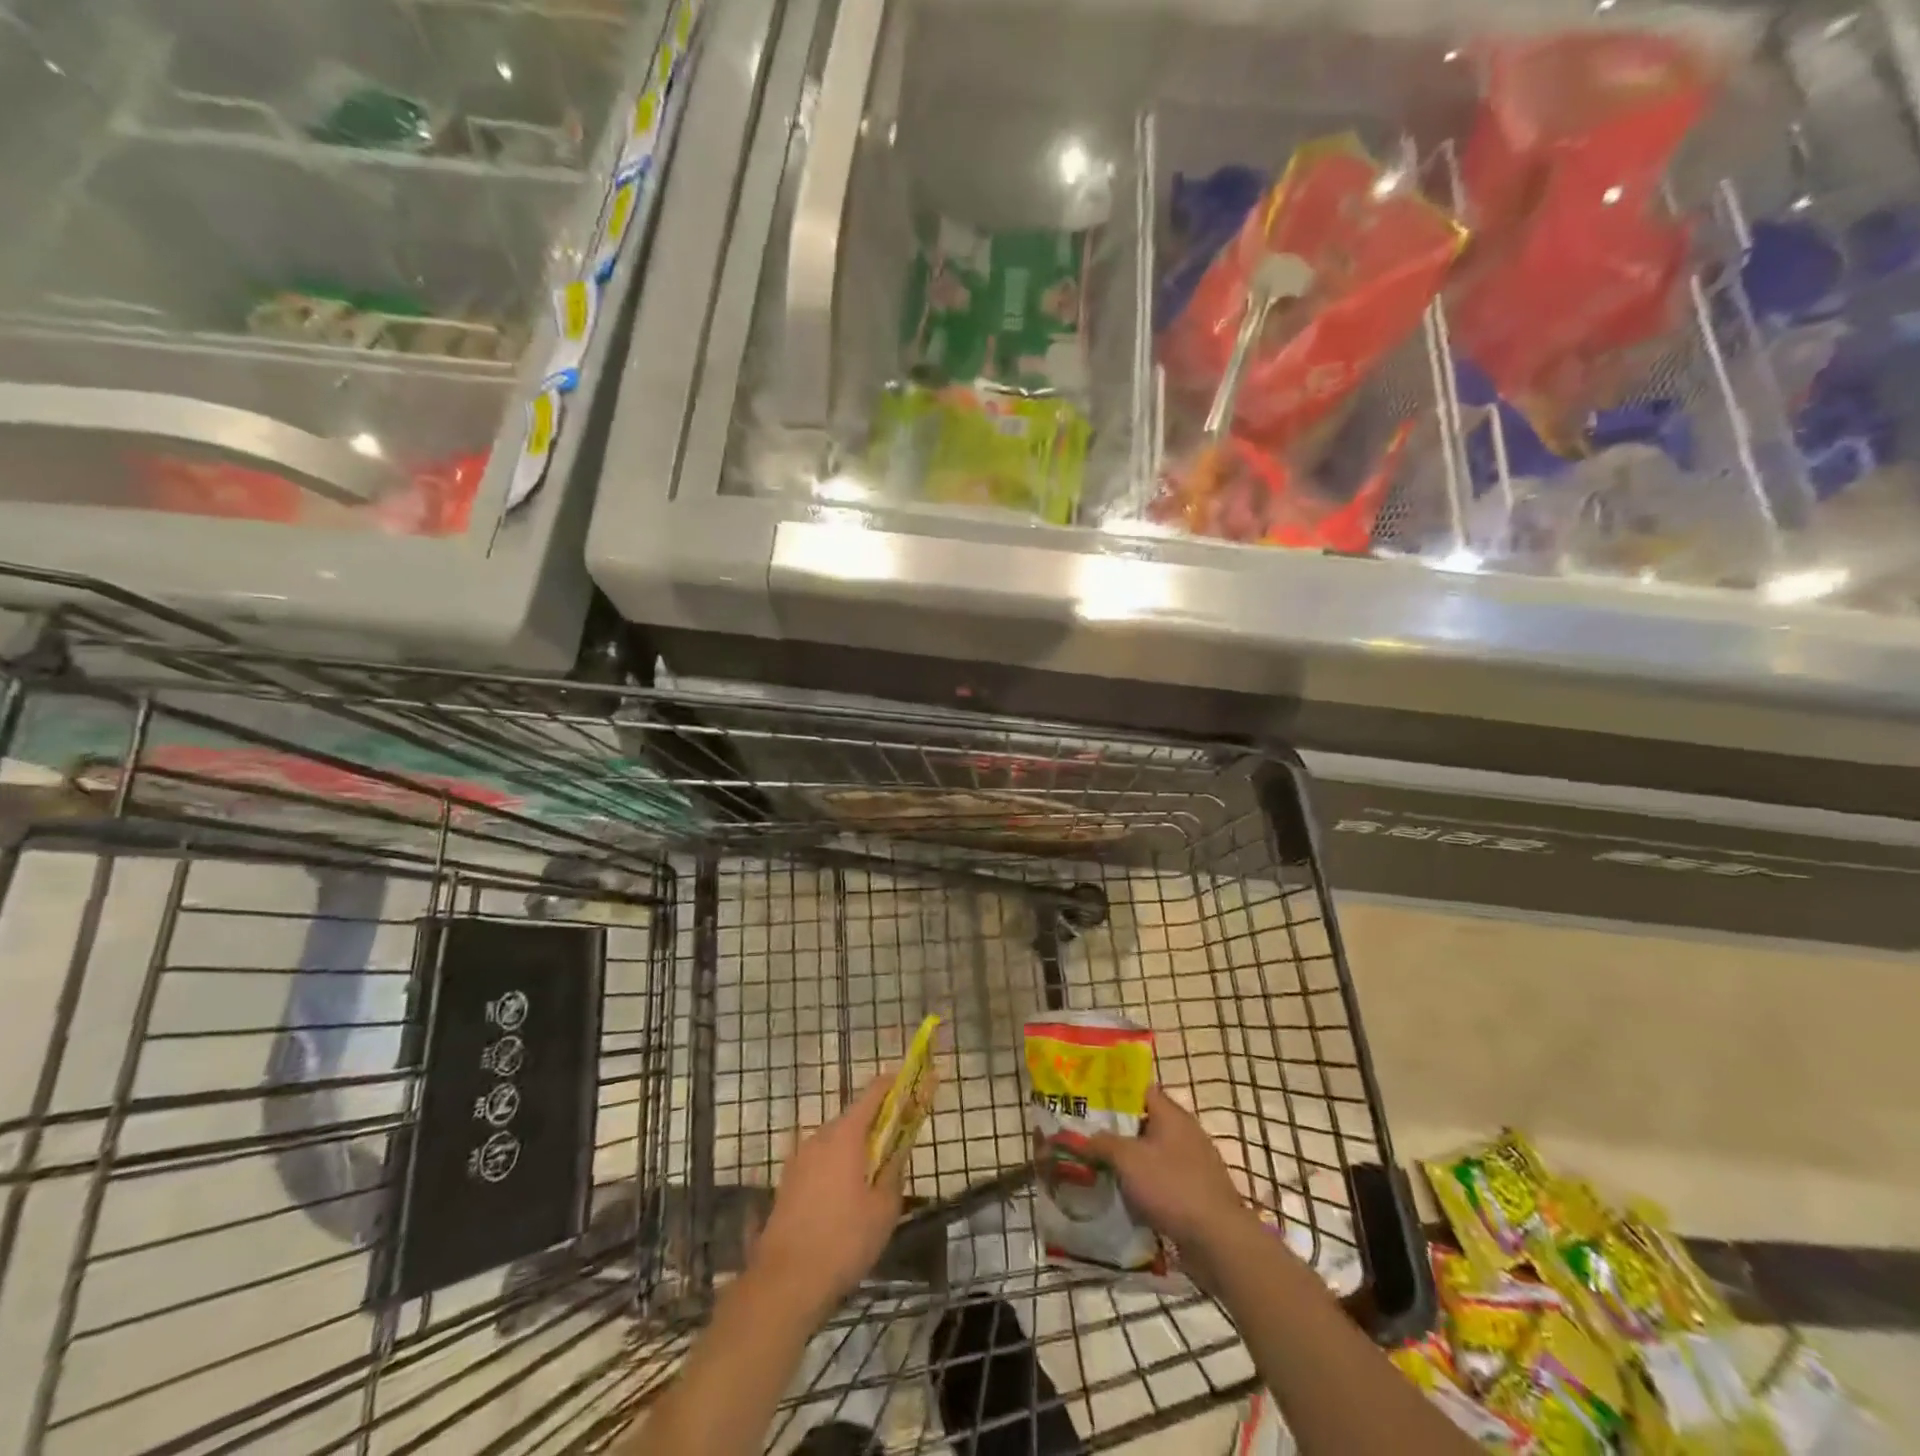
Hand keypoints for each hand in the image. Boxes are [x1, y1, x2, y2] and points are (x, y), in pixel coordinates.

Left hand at [751, 1077, 903, 1317]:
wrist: (785, 1283)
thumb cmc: (844, 1240)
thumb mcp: (884, 1210)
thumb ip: (894, 1173)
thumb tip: (896, 1156)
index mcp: (845, 1134)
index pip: (873, 1093)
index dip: (893, 1085)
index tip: (909, 1083)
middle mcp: (819, 1136)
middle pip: (852, 1118)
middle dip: (874, 1125)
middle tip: (894, 1142)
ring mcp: (799, 1159)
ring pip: (834, 1142)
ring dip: (853, 1149)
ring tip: (870, 1177)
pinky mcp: (787, 1182)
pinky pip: (819, 1162)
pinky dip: (835, 1168)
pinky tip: (843, 1199)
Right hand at [1086, 1085, 1255, 1272]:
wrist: (1219, 1241)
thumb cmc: (1171, 1187)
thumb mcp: (1127, 1159)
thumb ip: (1100, 1143)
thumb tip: (1075, 1137)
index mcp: (1171, 1114)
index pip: (1139, 1089)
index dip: (1113, 1091)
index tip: (1088, 1099)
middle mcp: (1185, 1132)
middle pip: (1144, 1121)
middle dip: (1116, 1129)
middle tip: (1087, 1135)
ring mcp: (1193, 1163)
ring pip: (1152, 1153)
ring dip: (1129, 1160)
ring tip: (1100, 1166)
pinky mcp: (1196, 1192)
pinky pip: (1162, 1179)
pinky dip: (1144, 1184)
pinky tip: (1125, 1196)